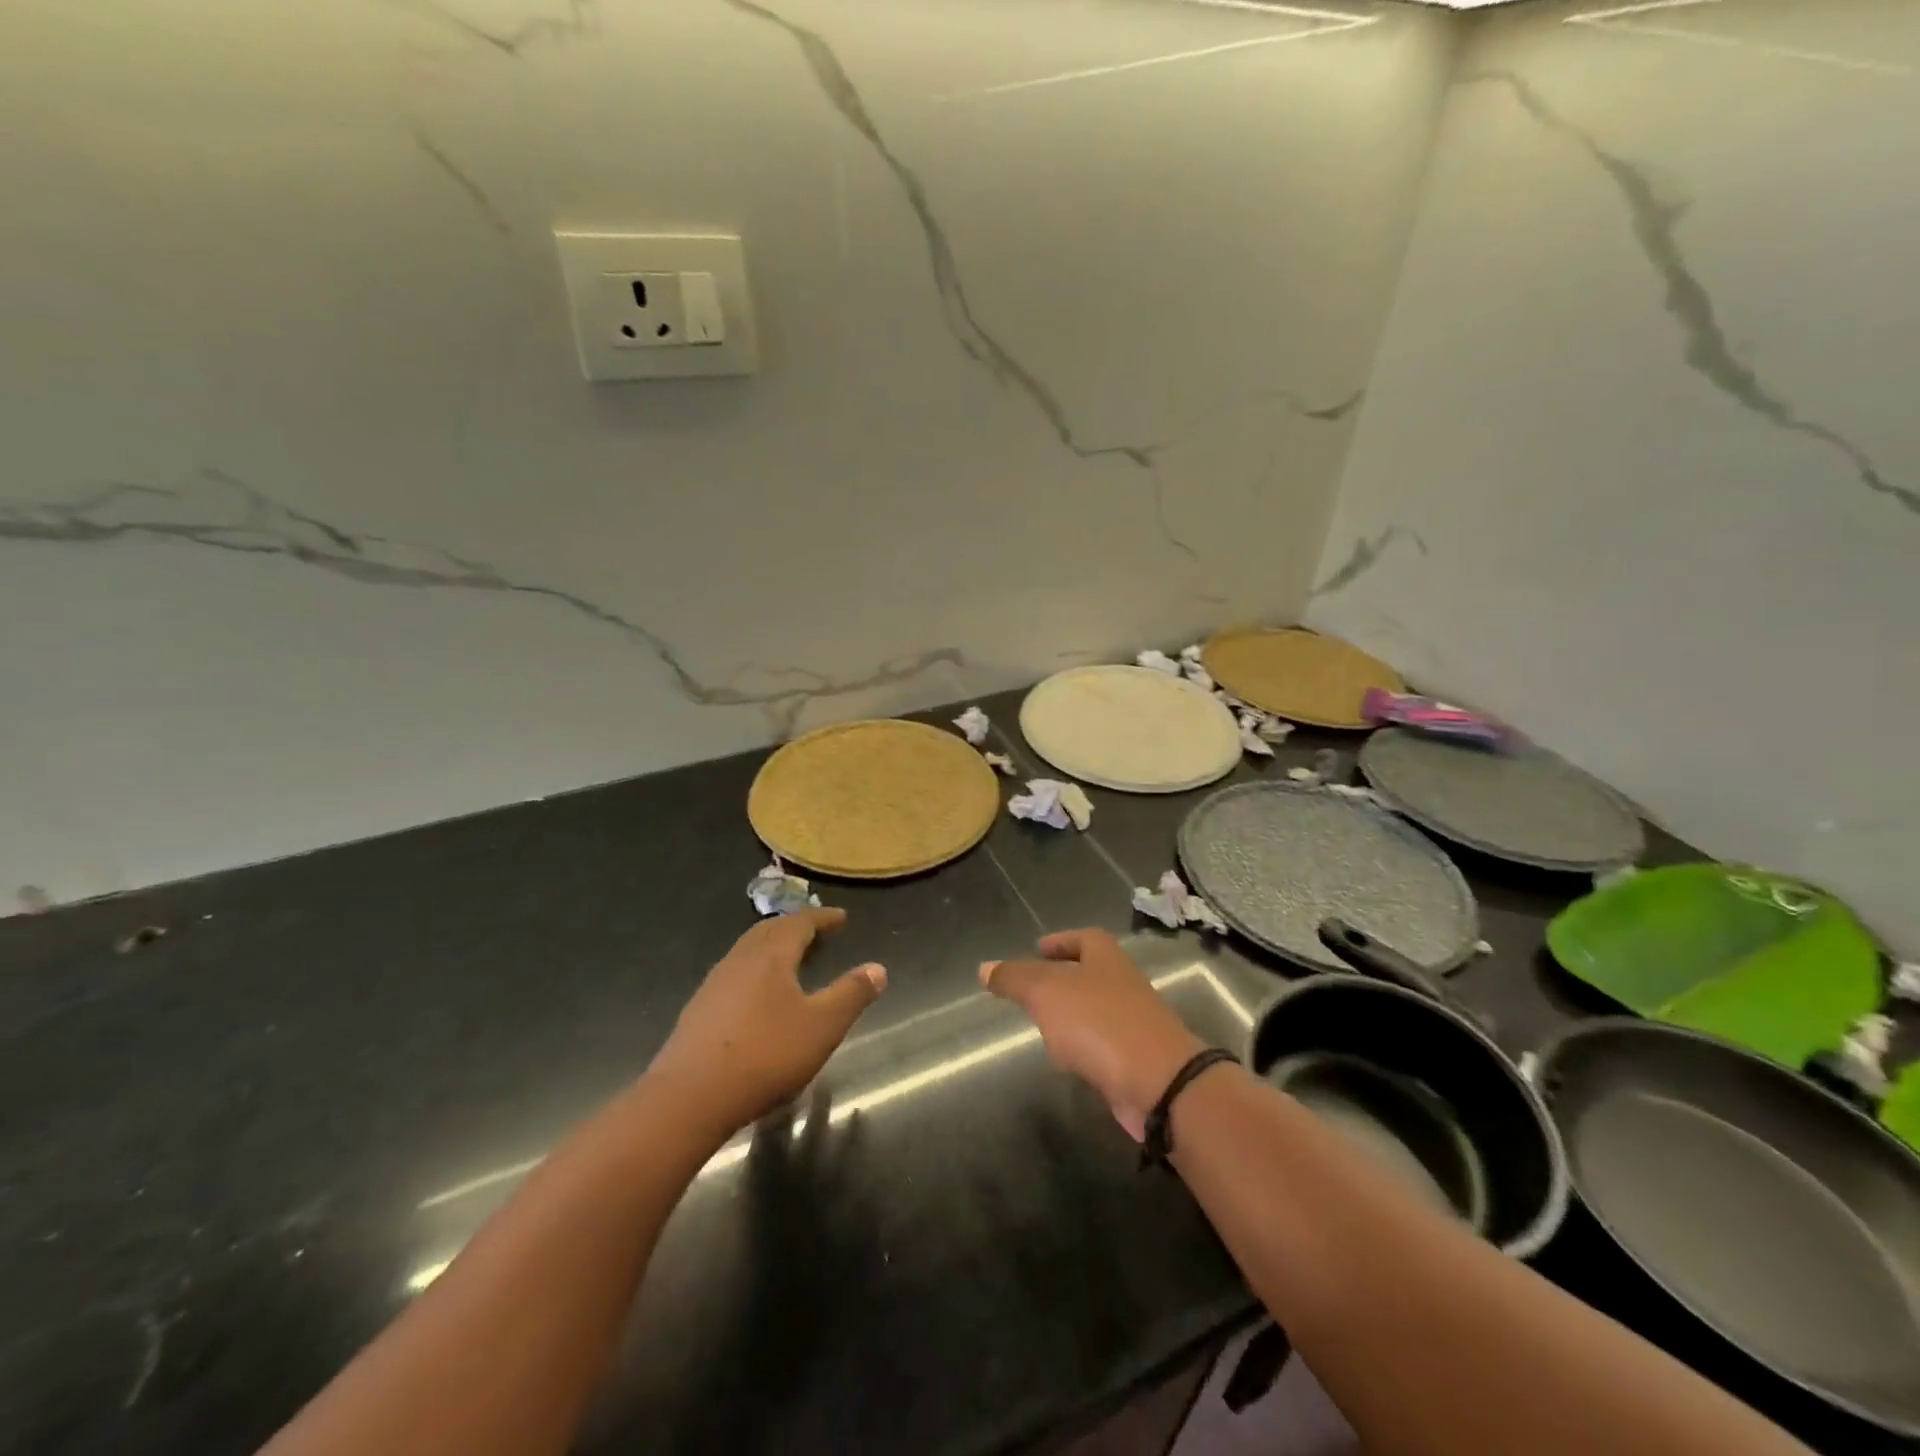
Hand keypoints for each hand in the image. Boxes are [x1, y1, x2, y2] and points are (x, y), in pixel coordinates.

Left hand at [649, 907, 885, 1137]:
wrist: (689, 1097)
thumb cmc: (766, 1055)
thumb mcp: (822, 1027)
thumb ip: (852, 994)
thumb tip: (877, 968)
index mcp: (771, 956)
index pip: (800, 923)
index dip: (822, 918)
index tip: (841, 918)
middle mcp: (741, 960)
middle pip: (769, 932)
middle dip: (794, 928)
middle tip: (815, 933)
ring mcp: (714, 984)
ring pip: (747, 951)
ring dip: (772, 948)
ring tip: (790, 961)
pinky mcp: (699, 1010)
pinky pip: (734, 974)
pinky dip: (754, 971)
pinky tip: (757, 996)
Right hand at [983, 929, 1204, 1140]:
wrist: (1159, 1083)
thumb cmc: (1099, 1022)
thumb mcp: (1046, 992)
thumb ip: (1015, 978)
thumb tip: (985, 967)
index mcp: (1106, 957)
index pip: (1084, 937)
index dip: (1061, 940)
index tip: (1038, 948)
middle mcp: (1123, 982)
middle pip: (1091, 972)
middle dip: (1063, 978)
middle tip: (1032, 989)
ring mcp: (1133, 1021)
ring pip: (1096, 1009)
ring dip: (1072, 1015)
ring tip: (1042, 1025)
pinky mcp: (1136, 1057)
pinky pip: (1103, 1043)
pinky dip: (1084, 1046)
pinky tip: (1068, 1060)